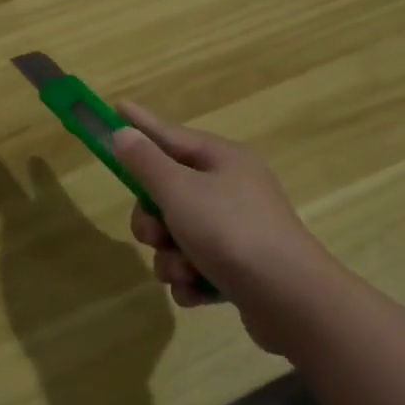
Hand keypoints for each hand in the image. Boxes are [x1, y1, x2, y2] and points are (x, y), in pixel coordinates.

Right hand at [112, 103, 335, 353]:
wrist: (288, 297)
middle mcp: (231, 189)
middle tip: (153, 235)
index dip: (140, 125)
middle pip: (168, 194)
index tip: (117, 107)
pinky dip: (191, 279)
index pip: (170, 135)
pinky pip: (196, 267)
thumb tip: (124, 133)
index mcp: (222, 160)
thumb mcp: (179, 190)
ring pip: (178, 236)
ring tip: (184, 270)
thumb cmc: (230, 231)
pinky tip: (198, 290)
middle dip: (152, 221)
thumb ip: (146, 162)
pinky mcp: (239, 268)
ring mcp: (237, 230)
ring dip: (170, 257)